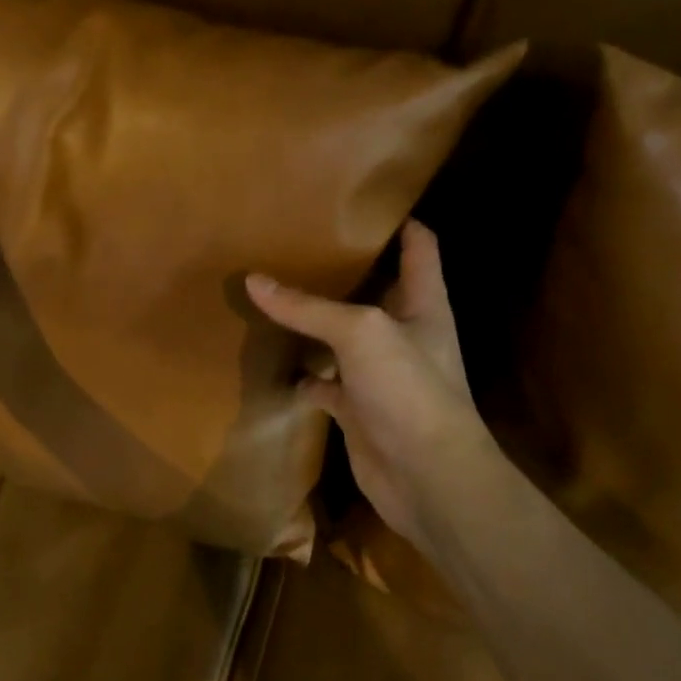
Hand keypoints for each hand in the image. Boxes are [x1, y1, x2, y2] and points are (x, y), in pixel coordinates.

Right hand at [246, 220, 496, 543]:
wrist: (427, 478)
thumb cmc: (409, 390)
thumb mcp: (360, 333)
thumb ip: (307, 307)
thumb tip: (253, 280)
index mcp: (423, 304)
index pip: (419, 247)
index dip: (399, 221)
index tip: (360, 202)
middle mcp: (405, 332)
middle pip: (375, 288)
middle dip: (343, 268)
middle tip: (298, 243)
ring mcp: (380, 372)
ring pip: (342, 336)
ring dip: (315, 322)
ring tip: (275, 292)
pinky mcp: (358, 407)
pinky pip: (324, 382)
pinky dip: (301, 373)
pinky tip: (272, 360)